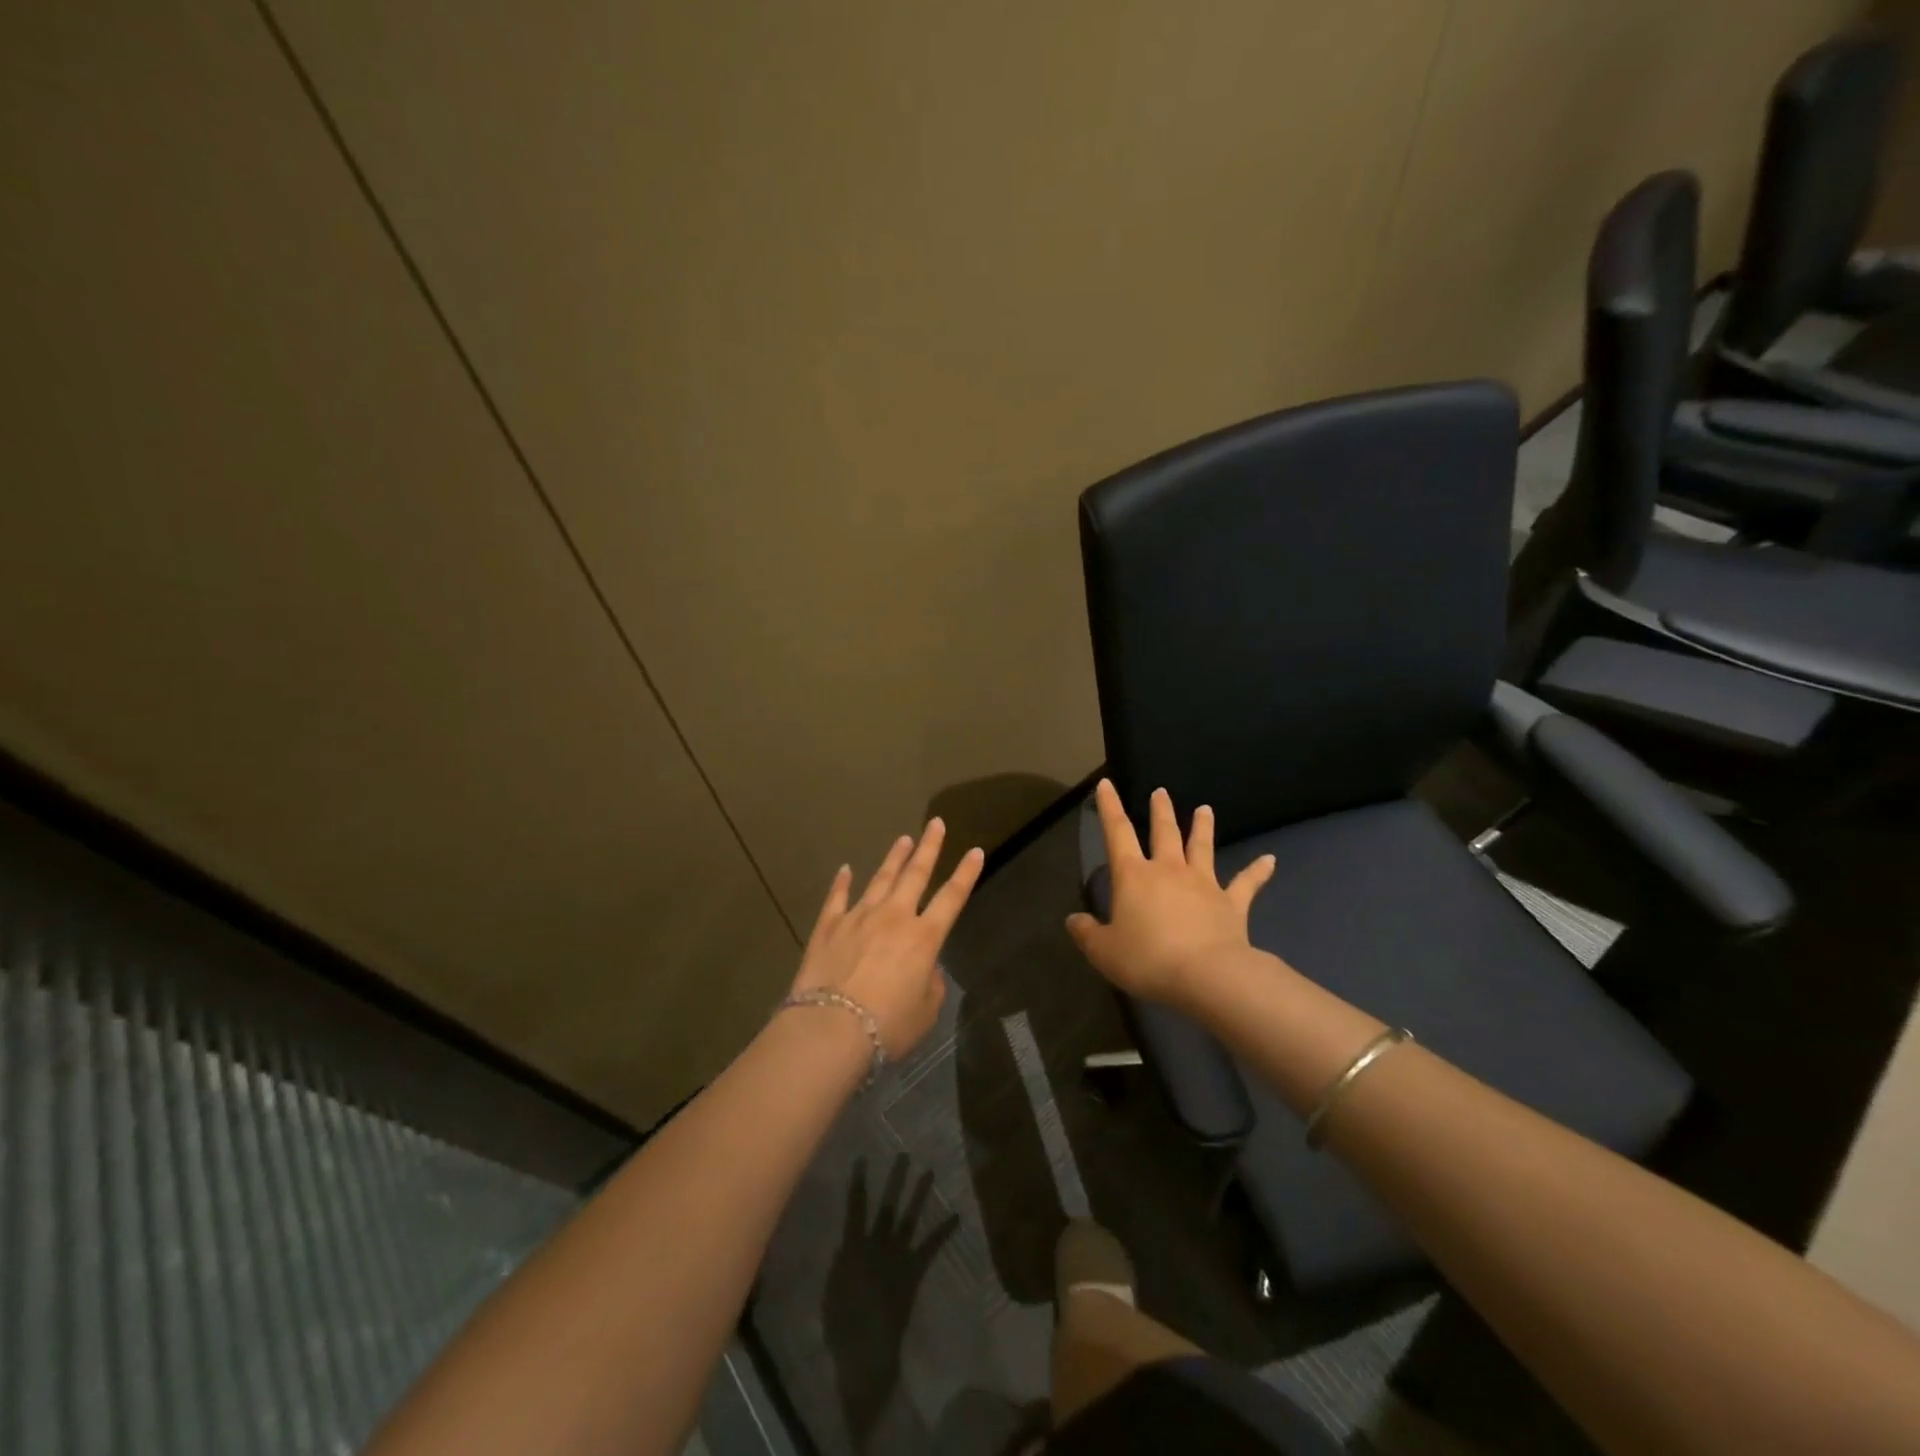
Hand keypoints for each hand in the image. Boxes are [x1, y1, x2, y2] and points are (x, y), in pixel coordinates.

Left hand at [792, 818, 983, 1058]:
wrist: (831, 1028)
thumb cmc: (888, 1026)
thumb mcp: (926, 1012)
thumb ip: (931, 984)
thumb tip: (924, 968)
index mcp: (924, 938)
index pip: (952, 897)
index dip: (966, 873)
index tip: (976, 850)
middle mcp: (894, 917)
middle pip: (916, 874)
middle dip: (929, 847)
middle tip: (936, 823)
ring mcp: (859, 917)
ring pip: (880, 879)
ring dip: (894, 858)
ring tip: (903, 839)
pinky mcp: (828, 926)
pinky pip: (837, 898)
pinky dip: (842, 882)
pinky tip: (845, 869)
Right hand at [1065, 780, 1275, 1008]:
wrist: (1207, 975)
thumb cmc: (1148, 959)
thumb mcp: (1104, 951)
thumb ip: (1087, 934)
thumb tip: (1073, 920)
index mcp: (1134, 876)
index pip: (1117, 833)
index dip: (1109, 807)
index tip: (1106, 784)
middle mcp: (1169, 870)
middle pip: (1164, 833)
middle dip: (1160, 811)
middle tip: (1161, 792)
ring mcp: (1203, 884)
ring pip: (1202, 847)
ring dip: (1202, 828)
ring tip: (1205, 809)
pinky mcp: (1232, 904)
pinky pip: (1246, 883)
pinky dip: (1258, 871)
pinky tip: (1271, 860)